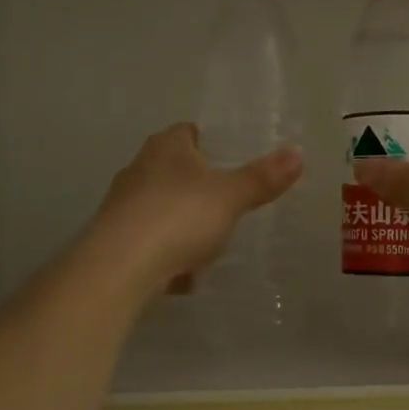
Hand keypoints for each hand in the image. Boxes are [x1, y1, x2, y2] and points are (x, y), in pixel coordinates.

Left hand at [89, 123, 303, 295]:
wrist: (119, 266)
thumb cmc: (180, 216)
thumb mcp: (231, 197)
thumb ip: (262, 178)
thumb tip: (297, 153)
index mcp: (167, 148)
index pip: (185, 132)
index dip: (204, 141)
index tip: (222, 157)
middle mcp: (138, 169)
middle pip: (170, 170)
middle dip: (193, 186)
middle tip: (221, 203)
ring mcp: (121, 205)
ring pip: (158, 209)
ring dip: (178, 224)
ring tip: (204, 246)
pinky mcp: (112, 241)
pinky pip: (147, 243)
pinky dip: (164, 256)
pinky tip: (180, 277)